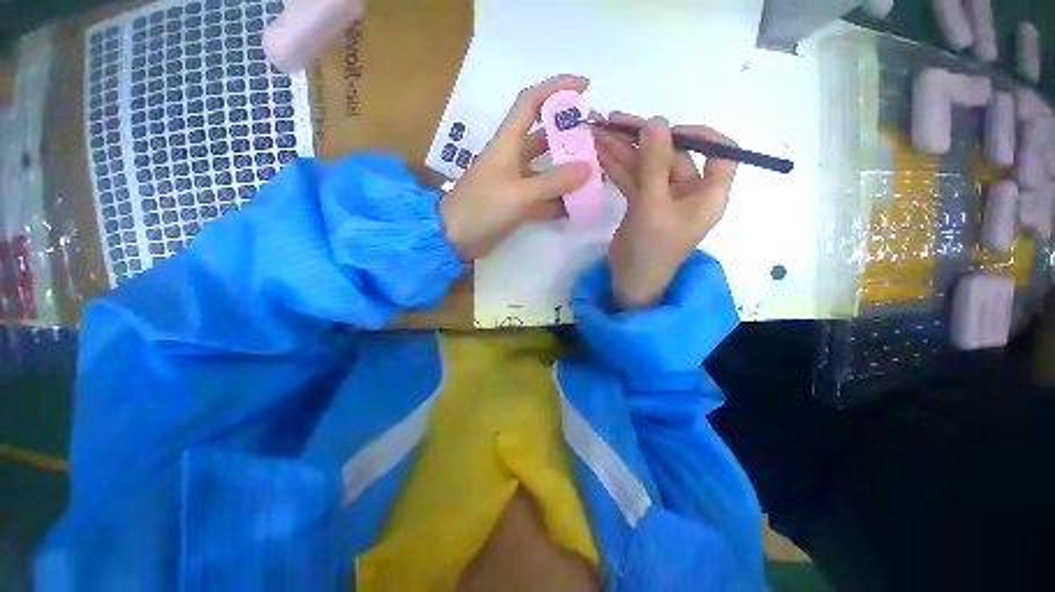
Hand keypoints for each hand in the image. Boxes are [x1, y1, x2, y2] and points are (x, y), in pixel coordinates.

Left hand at [439, 75, 592, 259]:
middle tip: (596, 142)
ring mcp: (514, 182)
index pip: (530, 102)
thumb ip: (553, 181)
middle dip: (569, 135)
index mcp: (507, 143)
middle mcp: (512, 158)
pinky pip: (542, 197)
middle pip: (543, 137)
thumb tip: (588, 169)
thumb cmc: (482, 208)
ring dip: (566, 172)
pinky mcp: (516, 203)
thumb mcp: (519, 193)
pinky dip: (557, 200)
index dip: (556, 88)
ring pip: (546, 170)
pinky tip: (575, 206)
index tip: (584, 88)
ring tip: (593, 177)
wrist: (455, 238)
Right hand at [594, 112, 736, 309]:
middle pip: (672, 155)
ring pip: (647, 166)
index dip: (698, 134)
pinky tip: (601, 152)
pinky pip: (633, 180)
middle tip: (614, 120)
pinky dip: (619, 167)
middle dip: (643, 139)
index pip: (720, 152)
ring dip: (624, 150)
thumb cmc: (650, 248)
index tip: (668, 130)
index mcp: (708, 194)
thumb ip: (653, 163)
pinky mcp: (643, 204)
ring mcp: (664, 198)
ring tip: (599, 131)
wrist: (630, 281)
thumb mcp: (653, 205)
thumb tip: (656, 120)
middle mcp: (689, 192)